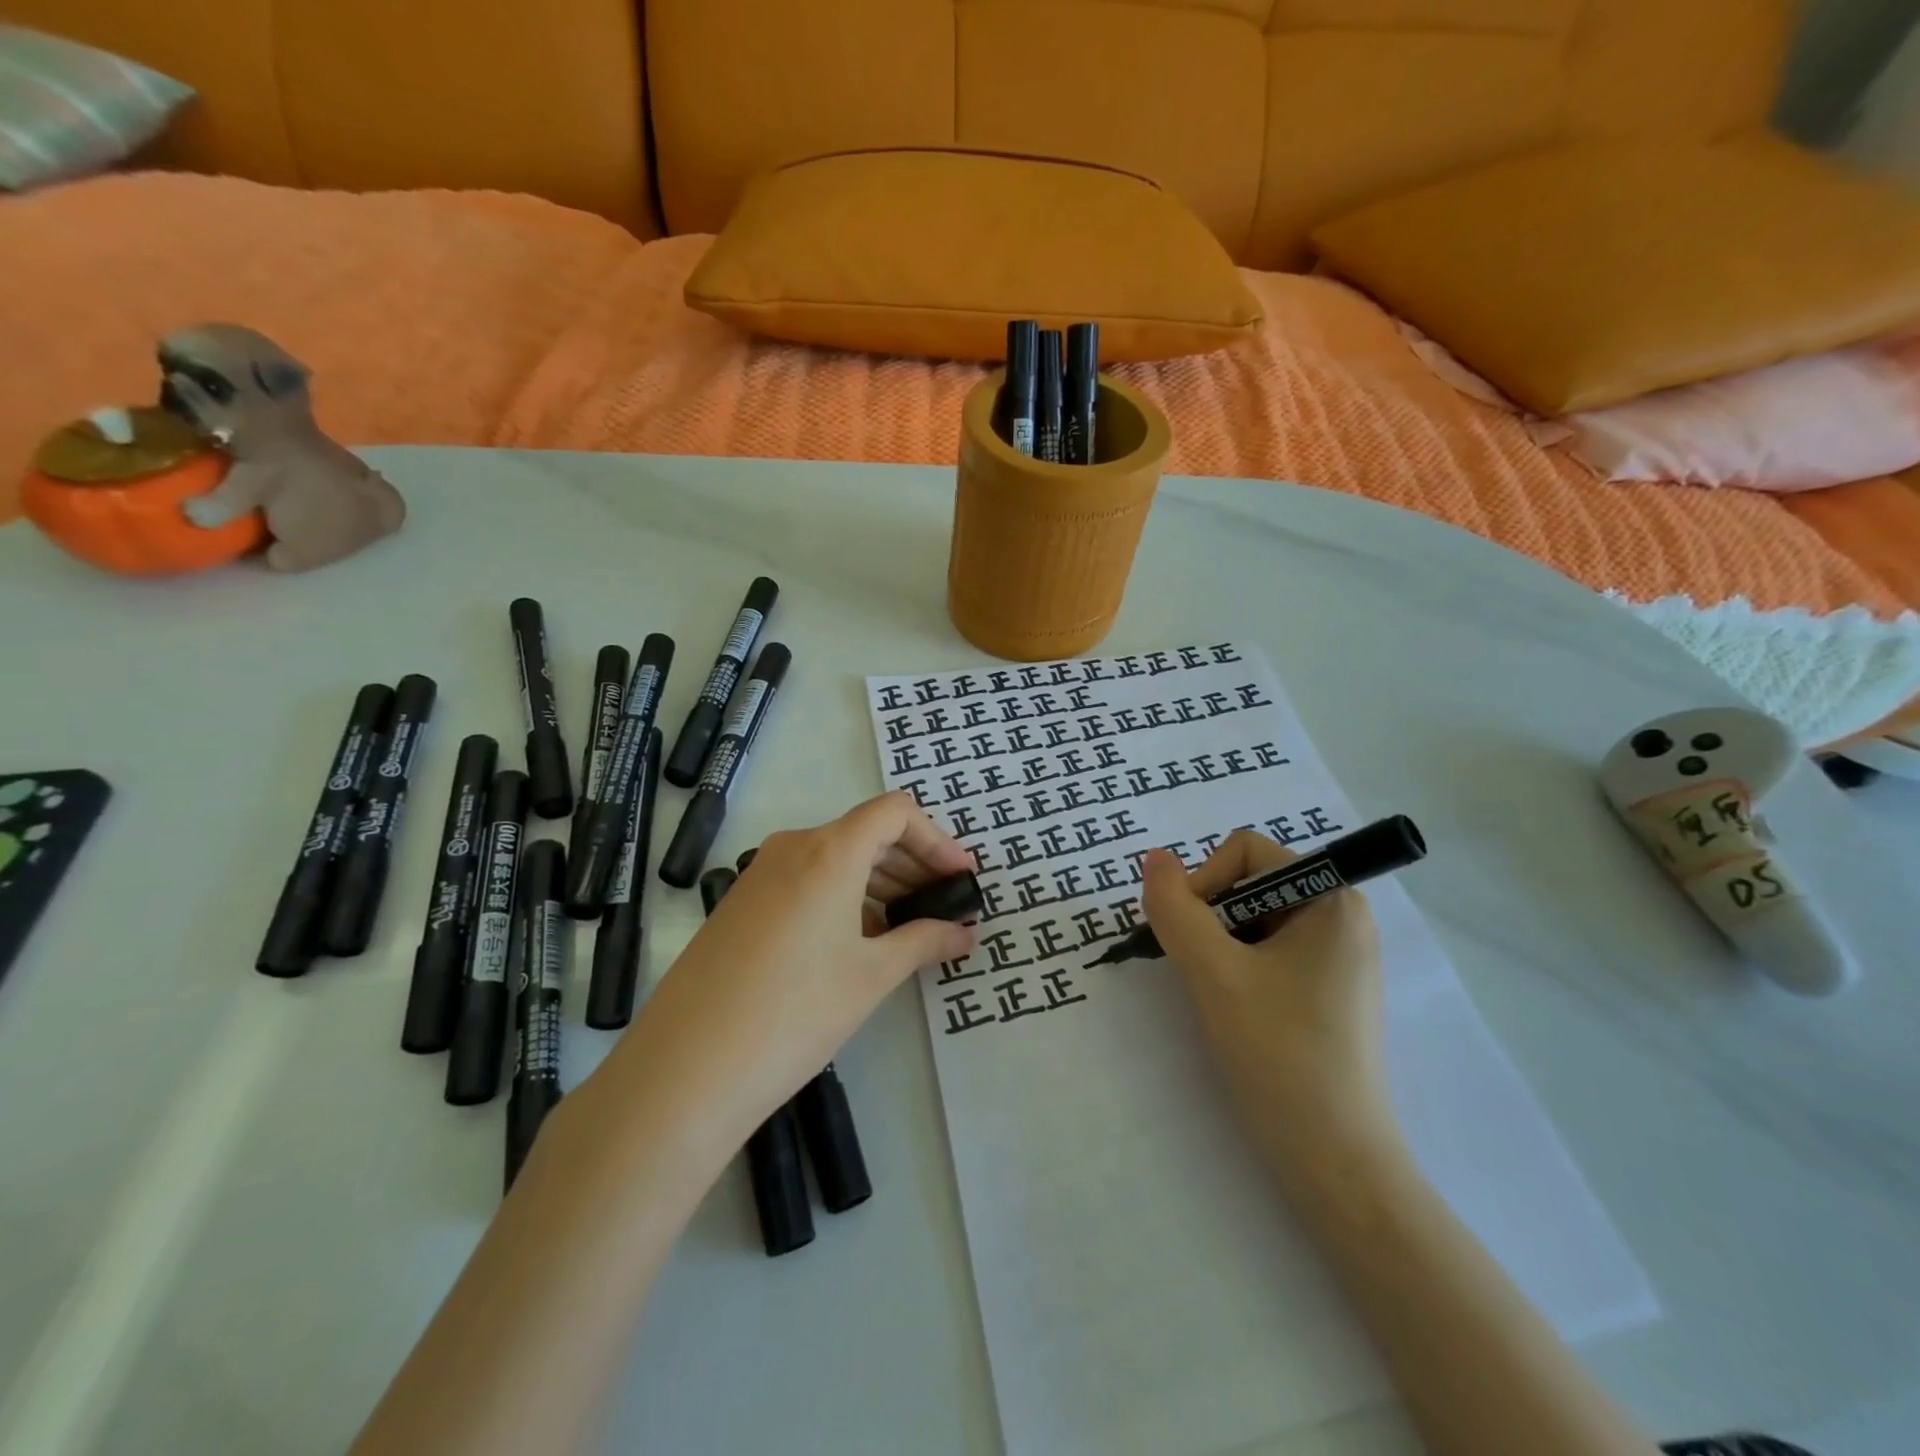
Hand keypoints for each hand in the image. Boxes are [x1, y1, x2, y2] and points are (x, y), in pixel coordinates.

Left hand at [604, 792, 976, 1155]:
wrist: (686, 1068)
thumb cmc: (795, 1012)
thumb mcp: (871, 976)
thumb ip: (925, 942)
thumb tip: (964, 933)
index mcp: (829, 850)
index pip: (895, 813)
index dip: (936, 840)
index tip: (960, 879)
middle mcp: (792, 847)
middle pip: (866, 832)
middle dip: (913, 862)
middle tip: (944, 905)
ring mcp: (760, 874)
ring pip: (834, 857)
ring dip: (879, 881)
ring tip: (908, 927)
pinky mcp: (741, 903)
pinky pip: (805, 880)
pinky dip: (843, 896)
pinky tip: (858, 941)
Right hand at [1140, 833, 1395, 1172]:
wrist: (1336, 1161)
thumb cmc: (1280, 1054)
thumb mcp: (1214, 973)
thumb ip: (1176, 908)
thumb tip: (1153, 857)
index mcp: (1332, 898)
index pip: (1245, 852)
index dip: (1206, 882)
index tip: (1195, 939)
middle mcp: (1342, 916)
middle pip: (1249, 882)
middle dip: (1211, 918)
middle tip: (1202, 971)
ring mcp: (1338, 955)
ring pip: (1252, 919)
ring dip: (1220, 945)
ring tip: (1220, 996)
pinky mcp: (1327, 989)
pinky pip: (1268, 950)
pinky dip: (1238, 967)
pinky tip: (1236, 1009)